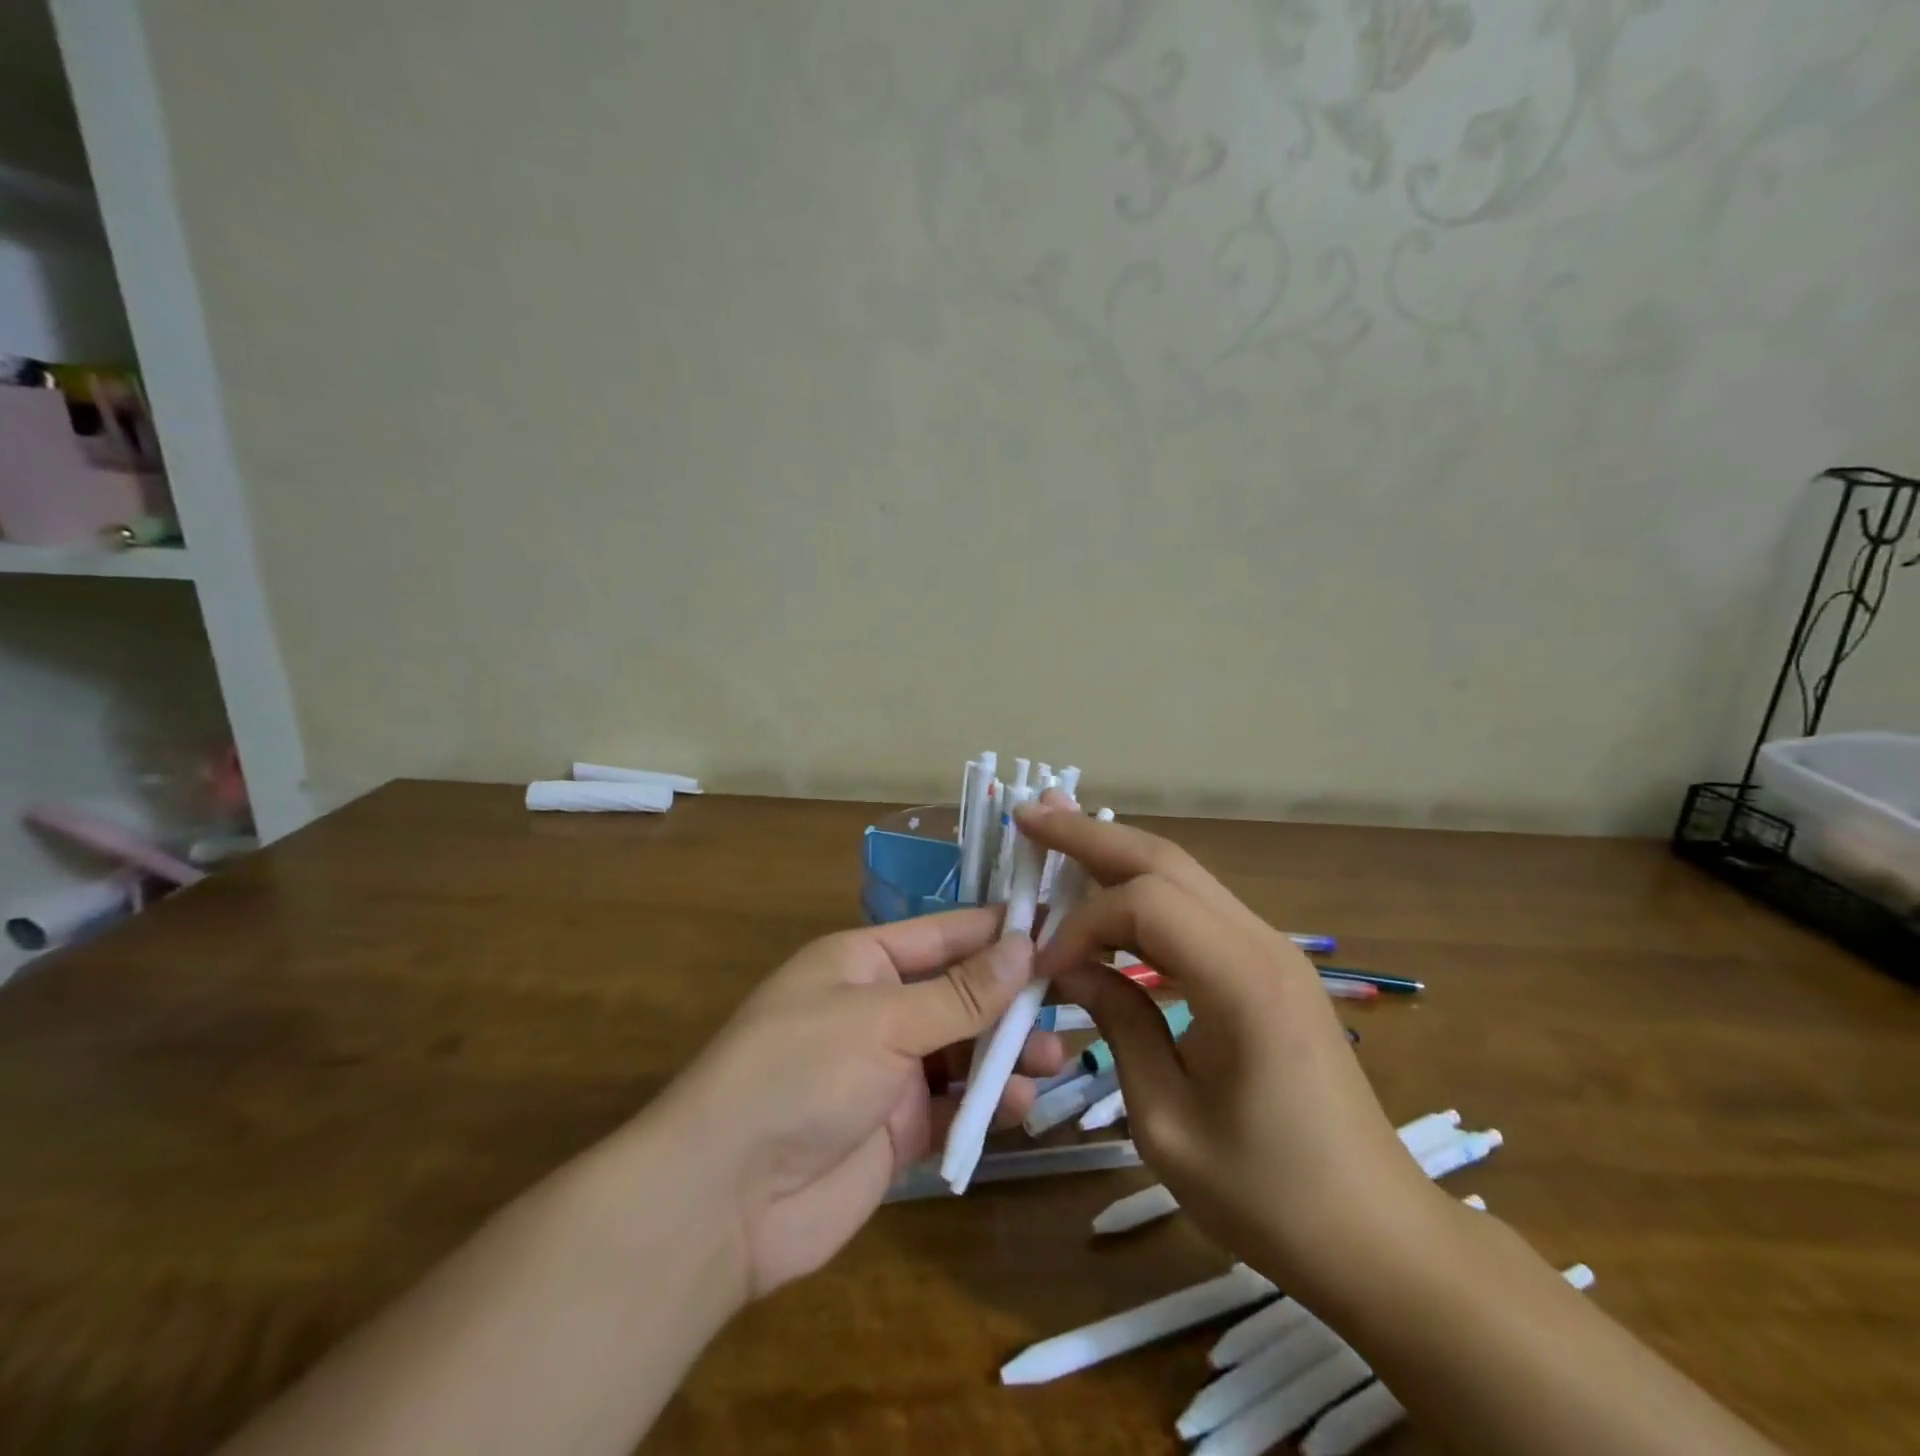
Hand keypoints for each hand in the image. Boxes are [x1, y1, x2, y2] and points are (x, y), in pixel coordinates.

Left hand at [649, 909, 1065, 1299]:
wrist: (723, 1199)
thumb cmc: (800, 1073)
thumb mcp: (884, 1020)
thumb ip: (960, 991)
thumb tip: (1025, 944)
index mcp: (863, 961)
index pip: (944, 934)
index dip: (998, 930)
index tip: (1060, 926)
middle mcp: (878, 1008)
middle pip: (960, 993)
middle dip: (1011, 998)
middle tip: (1073, 1000)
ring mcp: (887, 1070)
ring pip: (962, 1050)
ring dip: (1007, 1052)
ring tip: (1057, 1056)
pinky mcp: (895, 1129)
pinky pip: (953, 1105)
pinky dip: (986, 1103)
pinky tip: (1022, 1104)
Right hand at [1018, 801, 1439, 1296]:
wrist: (1377, 1237)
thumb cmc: (1269, 1196)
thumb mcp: (1167, 1122)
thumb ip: (1118, 1025)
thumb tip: (1070, 967)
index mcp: (1241, 982)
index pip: (1144, 905)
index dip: (1081, 924)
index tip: (1042, 968)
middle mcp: (1262, 944)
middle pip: (1166, 861)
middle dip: (1091, 835)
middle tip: (1031, 814)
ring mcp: (1272, 950)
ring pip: (1182, 876)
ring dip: (1117, 854)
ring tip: (1058, 834)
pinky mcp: (1269, 967)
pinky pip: (1196, 910)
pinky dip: (1143, 895)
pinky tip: (1109, 896)